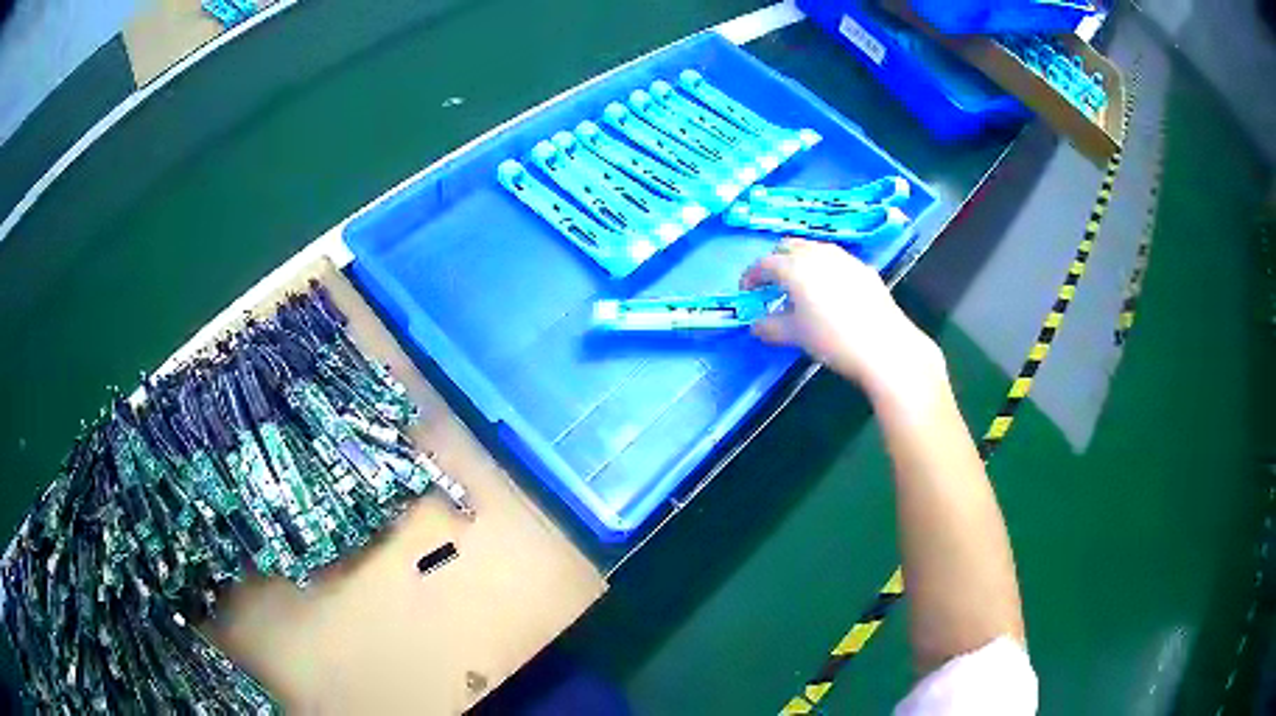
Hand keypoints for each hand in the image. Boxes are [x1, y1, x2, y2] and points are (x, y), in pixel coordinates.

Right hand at [741, 239, 942, 393]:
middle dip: (775, 262)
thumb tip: (755, 325)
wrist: (884, 345)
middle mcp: (817, 254)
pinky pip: (835, 260)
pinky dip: (823, 268)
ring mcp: (843, 258)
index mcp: (794, 267)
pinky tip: (830, 291)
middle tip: (772, 285)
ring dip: (800, 261)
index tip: (747, 291)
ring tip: (800, 286)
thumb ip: (770, 327)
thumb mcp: (795, 336)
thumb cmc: (832, 339)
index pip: (764, 264)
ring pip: (813, 249)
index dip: (751, 276)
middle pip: (788, 247)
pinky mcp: (863, 267)